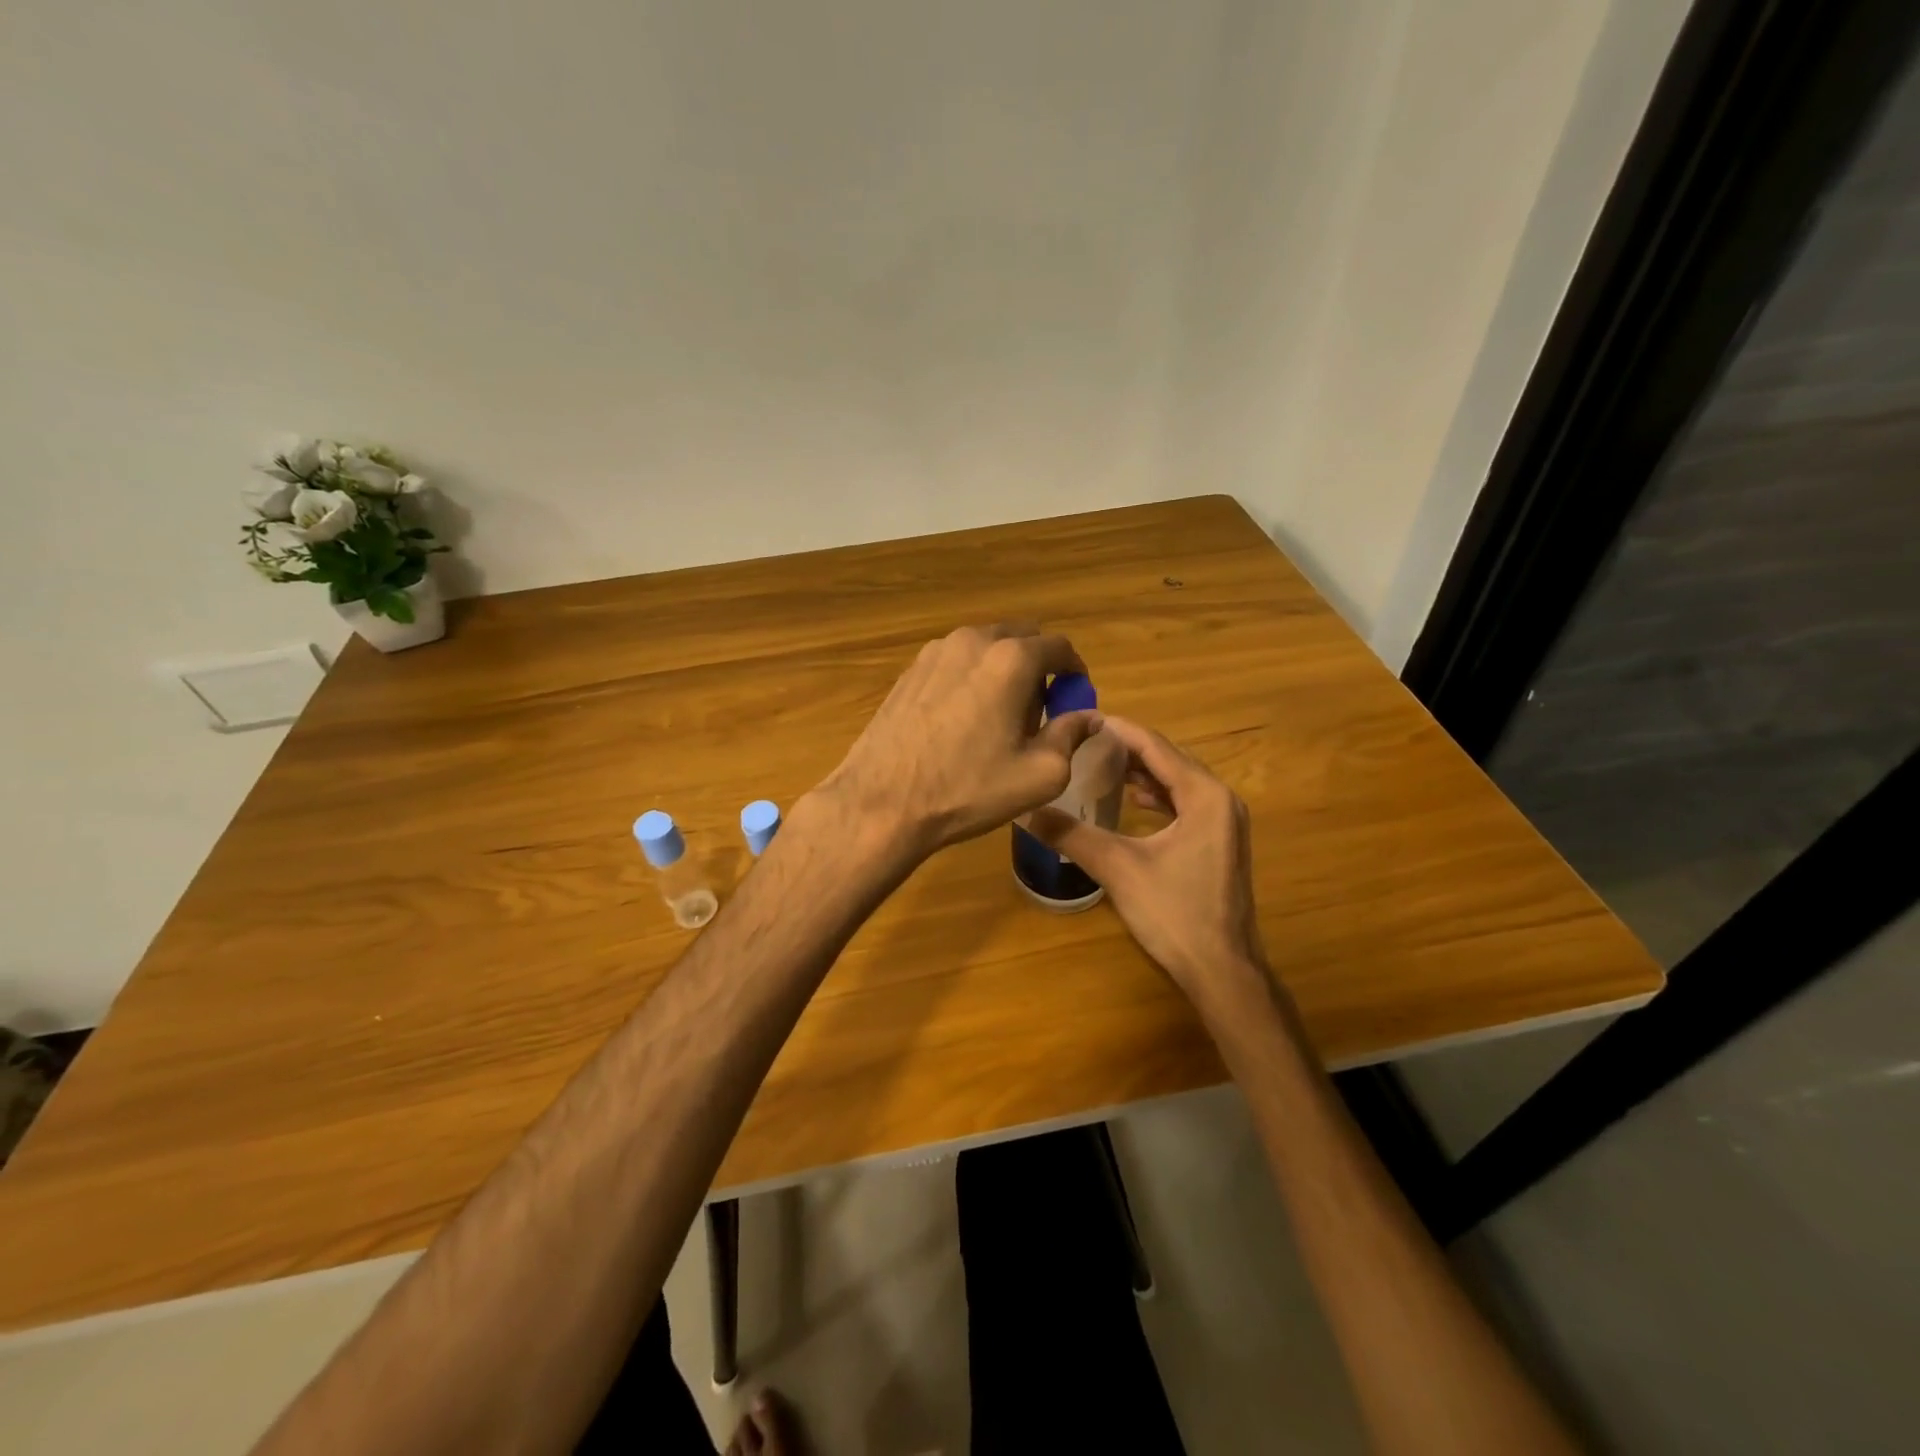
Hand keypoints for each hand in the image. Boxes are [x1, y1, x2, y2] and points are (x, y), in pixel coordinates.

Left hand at [817, 624, 1102, 859]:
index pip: (1060, 647)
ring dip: (1003, 670)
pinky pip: (955, 662)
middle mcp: (973, 640)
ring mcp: (935, 651)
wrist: (883, 802)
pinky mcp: (910, 670)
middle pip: (1021, 639)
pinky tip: (962, 719)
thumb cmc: (969, 789)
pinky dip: (971, 677)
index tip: (1075, 700)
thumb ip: (1071, 735)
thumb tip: (1089, 716)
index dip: (1075, 673)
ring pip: (985, 648)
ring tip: (999, 717)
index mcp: (1011, 659)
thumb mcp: (1040, 774)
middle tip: (1039, 711)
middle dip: (1039, 668)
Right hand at [1023, 716, 1269, 1011]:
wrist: (1222, 970)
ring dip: (1141, 772)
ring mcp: (1224, 822)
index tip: (1082, 718)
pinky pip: (1184, 803)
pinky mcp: (1219, 842)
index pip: (1155, 747)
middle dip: (1127, 749)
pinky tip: (1129, 801)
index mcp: (1205, 795)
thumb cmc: (1174, 914)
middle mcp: (1221, 799)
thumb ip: (1072, 835)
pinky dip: (1156, 796)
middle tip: (1083, 741)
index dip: (1118, 730)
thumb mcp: (1118, 869)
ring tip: (1099, 764)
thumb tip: (1026, 811)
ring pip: (1177, 782)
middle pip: (1168, 760)